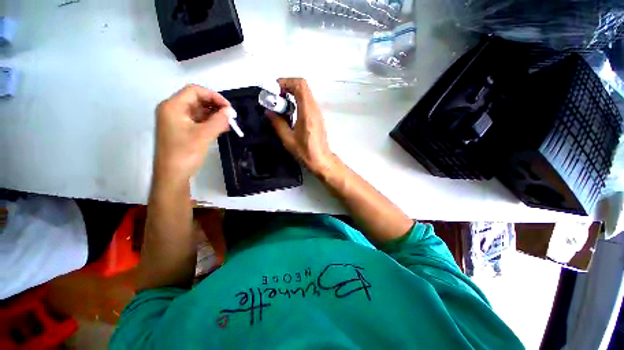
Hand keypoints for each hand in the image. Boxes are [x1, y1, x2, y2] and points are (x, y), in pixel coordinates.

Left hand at [154, 84, 231, 182]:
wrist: (172, 175)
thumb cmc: (185, 153)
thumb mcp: (203, 135)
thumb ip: (218, 121)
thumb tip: (231, 111)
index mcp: (173, 106)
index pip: (195, 91)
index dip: (213, 96)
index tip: (229, 107)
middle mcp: (173, 110)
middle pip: (196, 99)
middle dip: (215, 105)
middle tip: (230, 115)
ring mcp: (177, 121)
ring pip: (198, 110)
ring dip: (214, 114)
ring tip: (228, 122)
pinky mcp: (182, 130)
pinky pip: (197, 120)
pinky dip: (210, 122)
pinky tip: (221, 127)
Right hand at [267, 78, 336, 175]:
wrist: (322, 160)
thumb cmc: (305, 152)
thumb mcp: (288, 139)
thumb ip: (277, 123)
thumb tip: (268, 111)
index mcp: (307, 112)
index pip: (300, 85)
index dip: (286, 82)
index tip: (274, 91)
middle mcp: (314, 109)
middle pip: (303, 86)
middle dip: (287, 86)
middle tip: (275, 97)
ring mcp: (317, 112)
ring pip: (305, 93)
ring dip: (291, 93)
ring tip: (280, 104)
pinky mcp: (317, 117)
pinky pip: (307, 101)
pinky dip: (297, 100)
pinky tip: (289, 112)